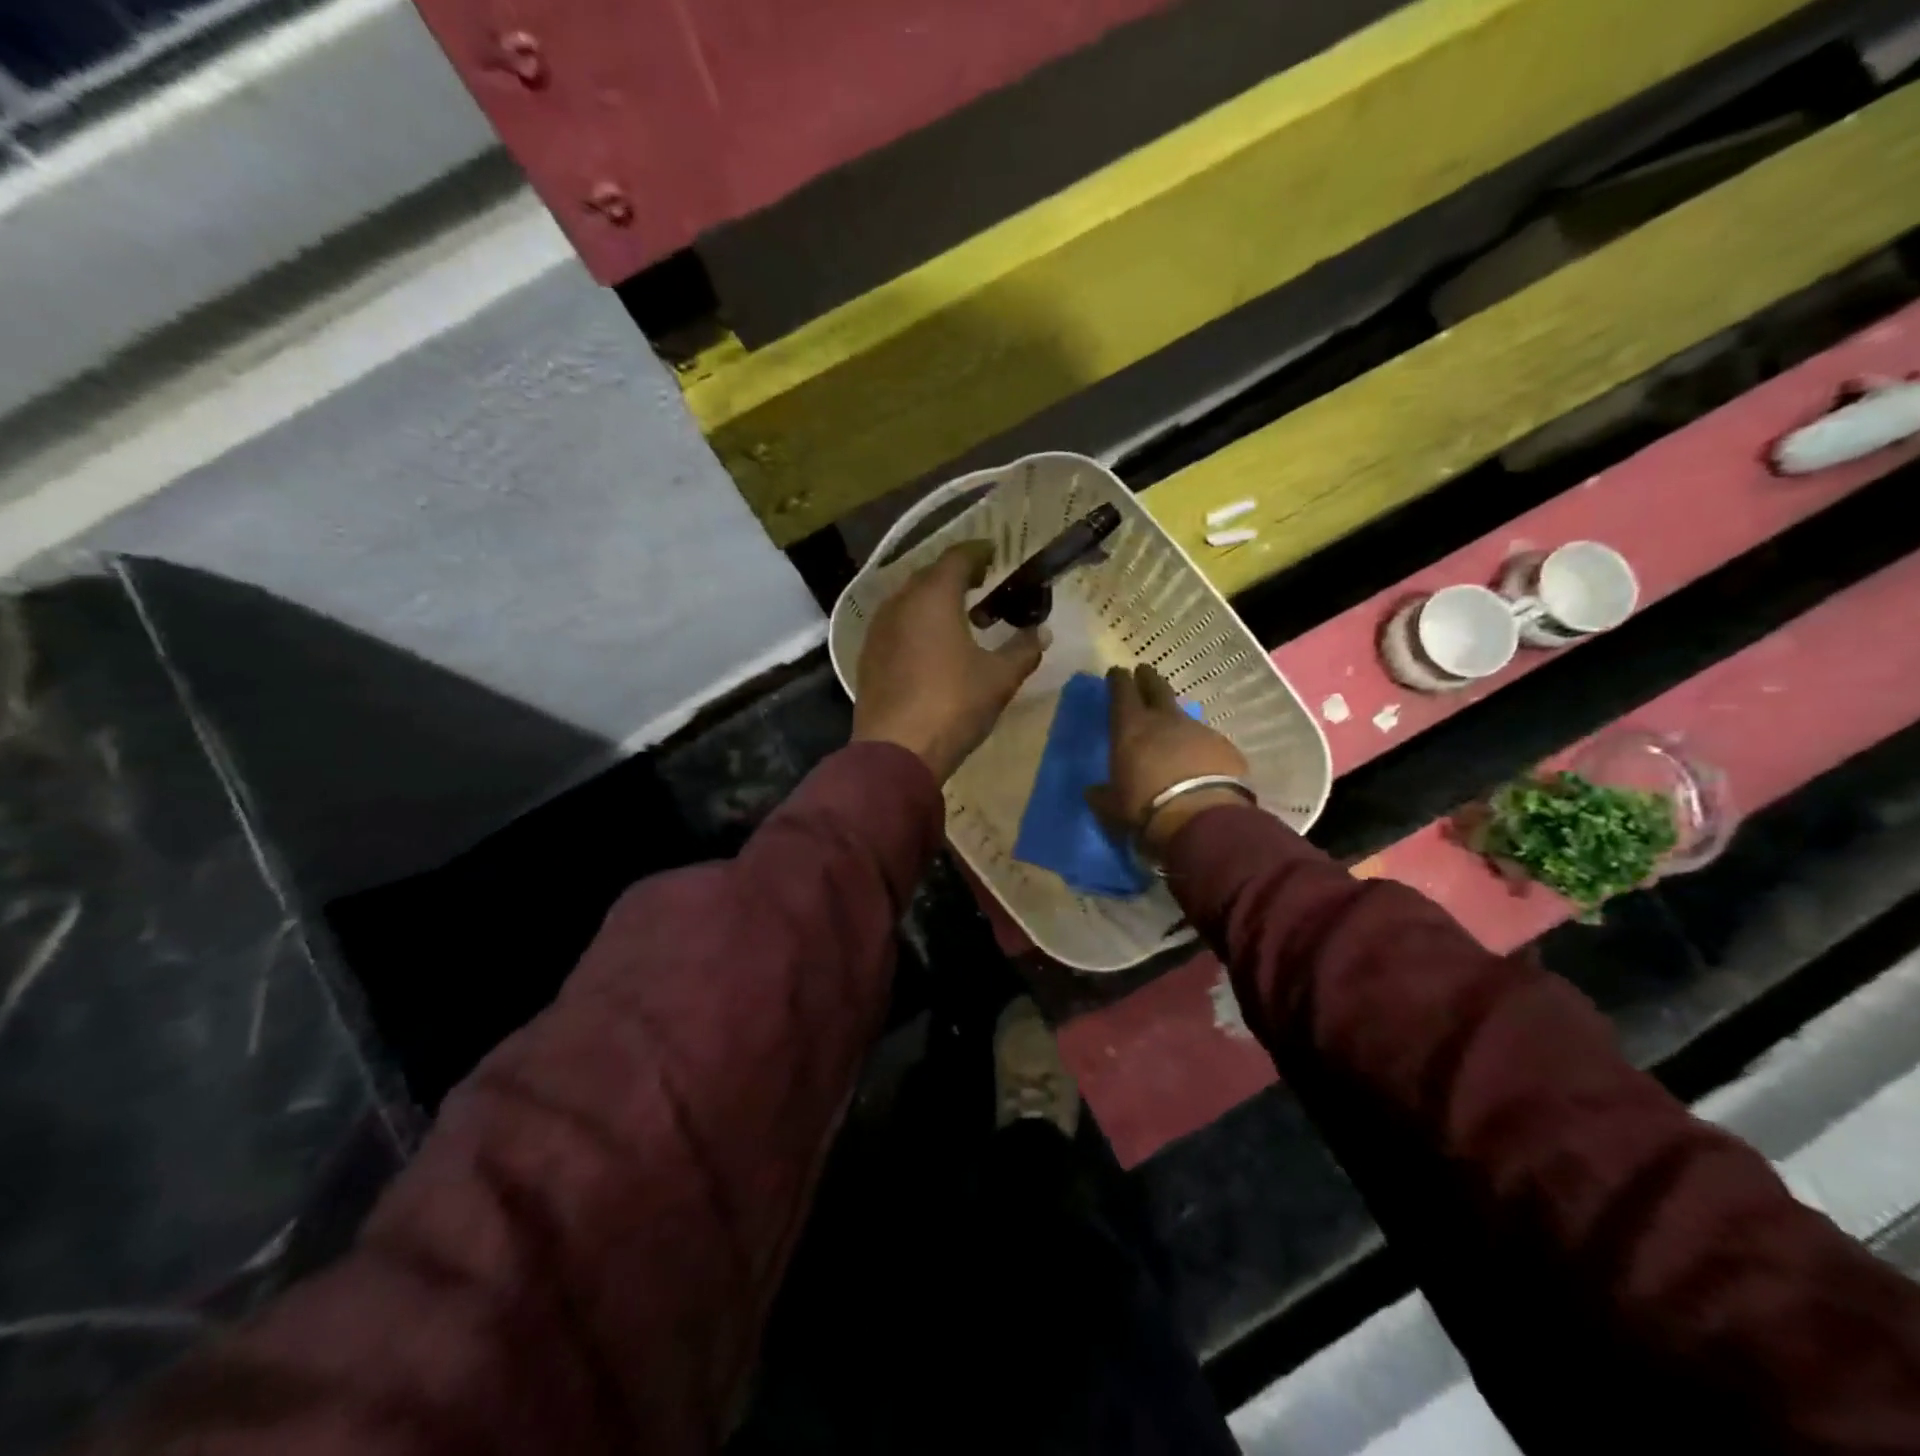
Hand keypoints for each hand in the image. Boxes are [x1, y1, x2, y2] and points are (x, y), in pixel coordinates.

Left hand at [853, 542, 1043, 780]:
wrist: (896, 751)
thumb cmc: (953, 705)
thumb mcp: (999, 678)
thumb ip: (1023, 649)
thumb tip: (1042, 632)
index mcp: (933, 597)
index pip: (957, 557)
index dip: (978, 552)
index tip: (995, 555)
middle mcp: (900, 603)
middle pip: (929, 575)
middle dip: (956, 576)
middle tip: (981, 586)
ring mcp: (878, 630)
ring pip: (909, 601)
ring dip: (934, 601)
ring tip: (959, 618)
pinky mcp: (868, 656)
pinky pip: (896, 626)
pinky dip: (916, 624)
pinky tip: (931, 647)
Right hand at [1090, 664, 1249, 854]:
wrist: (1201, 818)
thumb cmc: (1145, 807)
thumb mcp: (1113, 805)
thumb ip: (1102, 795)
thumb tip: (1093, 792)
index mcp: (1131, 727)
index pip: (1122, 692)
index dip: (1118, 680)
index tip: (1117, 672)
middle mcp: (1165, 720)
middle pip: (1157, 688)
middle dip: (1148, 678)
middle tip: (1144, 672)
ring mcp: (1198, 730)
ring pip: (1184, 715)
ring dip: (1175, 718)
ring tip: (1173, 729)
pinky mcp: (1224, 747)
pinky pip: (1207, 741)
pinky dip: (1200, 746)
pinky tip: (1200, 761)